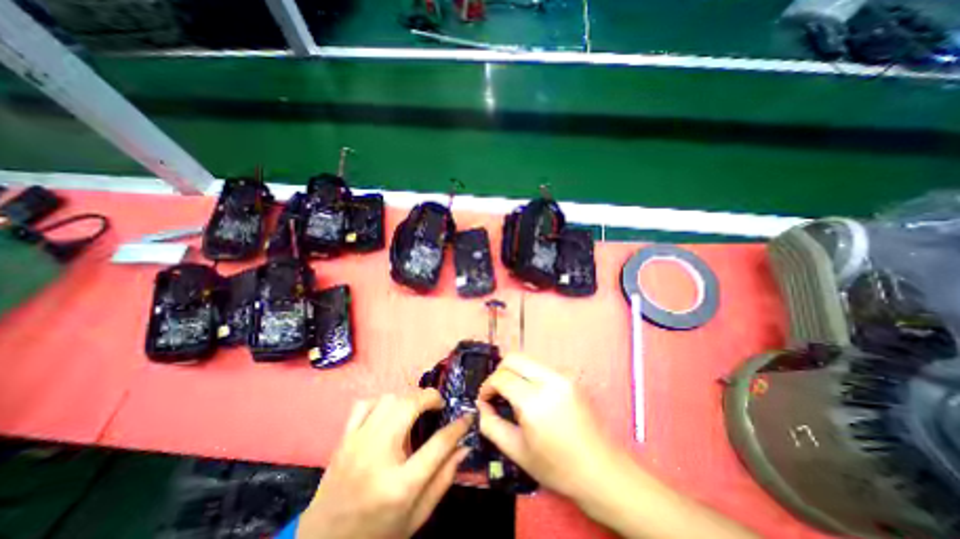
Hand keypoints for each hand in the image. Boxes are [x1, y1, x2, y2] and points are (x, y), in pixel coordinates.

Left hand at [298, 389, 469, 538]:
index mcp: (400, 485)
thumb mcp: (417, 517)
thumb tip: (463, 447)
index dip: (458, 427)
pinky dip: (382, 402)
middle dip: (430, 398)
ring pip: (389, 399)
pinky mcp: (343, 439)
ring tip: (416, 411)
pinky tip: (389, 413)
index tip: (468, 416)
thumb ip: (443, 480)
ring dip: (408, 399)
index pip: (438, 445)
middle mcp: (377, 456)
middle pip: (409, 407)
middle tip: (439, 405)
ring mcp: (357, 444)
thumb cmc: (376, 534)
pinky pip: (365, 404)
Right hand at [476, 353, 627, 499]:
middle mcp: (550, 380)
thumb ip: (491, 425)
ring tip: (514, 396)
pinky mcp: (571, 377)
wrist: (602, 471)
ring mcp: (563, 375)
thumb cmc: (557, 467)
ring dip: (515, 373)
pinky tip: (533, 397)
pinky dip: (529, 376)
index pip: (501, 377)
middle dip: (499, 372)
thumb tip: (482, 406)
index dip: (487, 387)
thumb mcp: (517, 451)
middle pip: (513, 358)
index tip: (485, 400)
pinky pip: (541, 367)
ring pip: (527, 360)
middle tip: (497, 394)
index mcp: (535, 401)